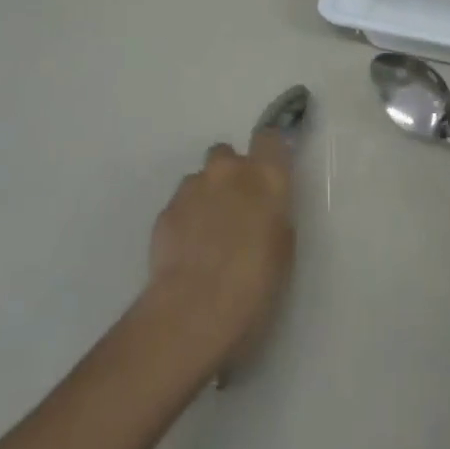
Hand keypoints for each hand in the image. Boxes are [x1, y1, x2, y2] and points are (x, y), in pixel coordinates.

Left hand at [145, 128, 295, 370]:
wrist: (194, 311)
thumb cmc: (255, 284)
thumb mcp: (283, 249)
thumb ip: (275, 215)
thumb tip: (265, 210)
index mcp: (266, 176)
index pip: (270, 137)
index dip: (269, 150)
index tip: (271, 169)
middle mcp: (229, 171)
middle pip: (228, 154)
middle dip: (230, 174)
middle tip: (237, 208)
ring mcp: (193, 188)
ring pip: (200, 179)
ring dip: (206, 196)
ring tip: (208, 235)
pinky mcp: (166, 211)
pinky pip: (180, 205)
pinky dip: (185, 220)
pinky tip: (188, 252)